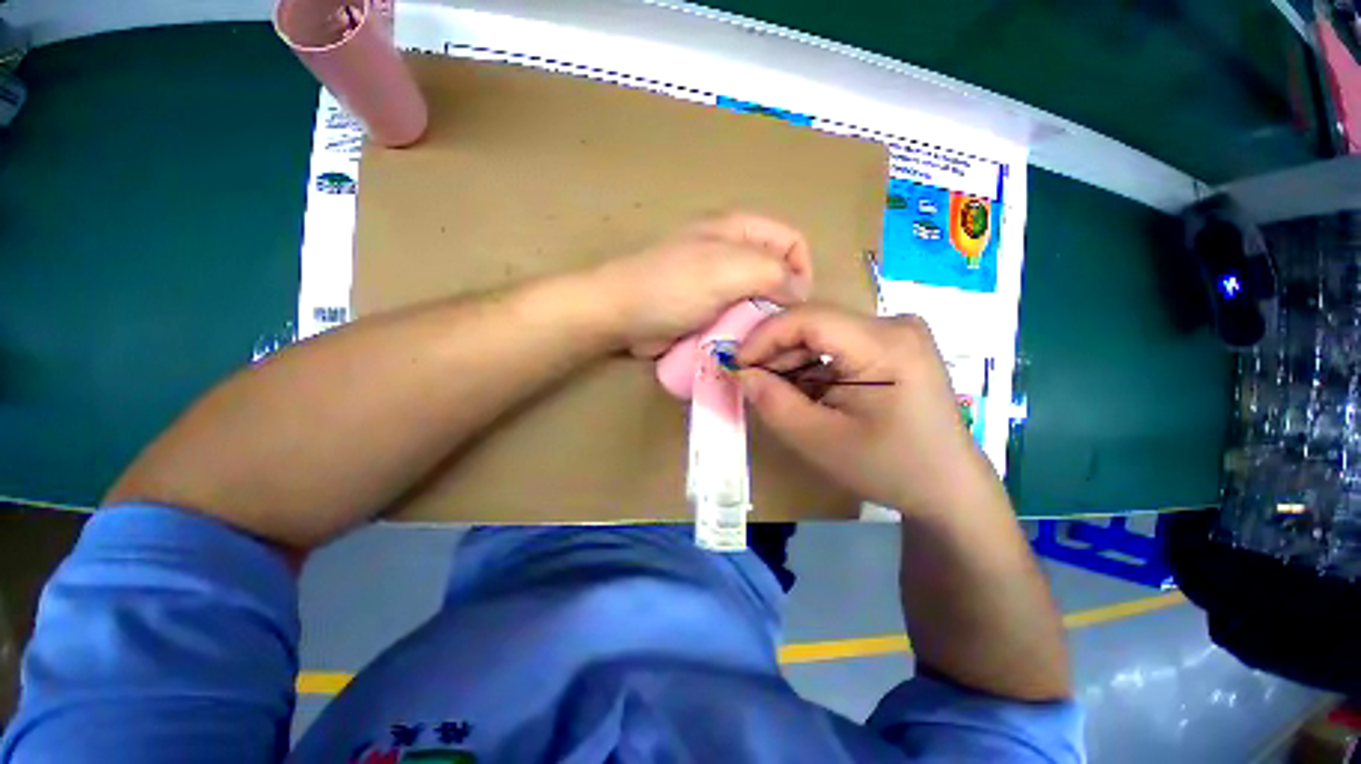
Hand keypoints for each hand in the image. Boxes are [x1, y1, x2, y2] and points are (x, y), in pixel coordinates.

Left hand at [594, 213, 813, 356]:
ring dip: (760, 320)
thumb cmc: (673, 287)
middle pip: (775, 273)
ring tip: (755, 340)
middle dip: (780, 300)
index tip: (794, 304)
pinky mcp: (706, 308)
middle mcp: (732, 253)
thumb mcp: (726, 270)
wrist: (621, 314)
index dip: (801, 269)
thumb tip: (798, 291)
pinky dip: (742, 330)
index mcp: (738, 230)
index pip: (791, 241)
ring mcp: (717, 283)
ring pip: (757, 299)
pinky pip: (737, 316)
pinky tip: (739, 345)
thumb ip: (771, 272)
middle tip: (772, 328)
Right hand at [736, 306, 994, 514]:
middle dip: (776, 352)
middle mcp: (894, 325)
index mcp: (886, 343)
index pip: (809, 317)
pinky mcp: (892, 346)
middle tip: (752, 382)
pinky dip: (812, 367)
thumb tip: (742, 373)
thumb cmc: (889, 468)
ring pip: (822, 334)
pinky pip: (837, 345)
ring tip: (776, 392)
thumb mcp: (820, 440)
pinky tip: (803, 391)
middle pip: (815, 323)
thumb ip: (774, 403)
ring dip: (792, 361)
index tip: (737, 364)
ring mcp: (896, 333)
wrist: (947, 488)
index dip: (764, 336)